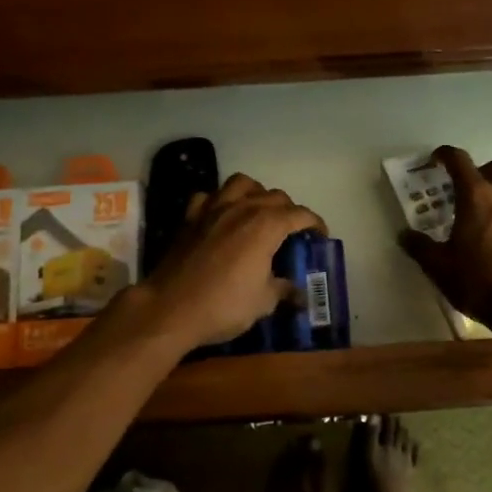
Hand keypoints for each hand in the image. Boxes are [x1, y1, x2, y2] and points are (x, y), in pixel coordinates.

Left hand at [135, 174, 325, 349]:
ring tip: (258, 212)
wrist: (170, 308)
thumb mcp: (263, 302)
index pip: (300, 214)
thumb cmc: (224, 305)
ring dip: (256, 193)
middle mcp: (243, 208)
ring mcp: (214, 208)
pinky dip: (220, 201)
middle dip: (289, 209)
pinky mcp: (190, 217)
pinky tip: (222, 216)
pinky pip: (209, 197)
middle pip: (274, 196)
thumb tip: (297, 292)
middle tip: (292, 231)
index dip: (315, 223)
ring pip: (242, 183)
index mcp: (267, 225)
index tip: (321, 236)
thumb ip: (283, 290)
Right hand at [398, 146, 491, 331]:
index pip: (459, 160)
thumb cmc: (480, 281)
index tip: (436, 159)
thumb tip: (404, 235)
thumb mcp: (439, 267)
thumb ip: (420, 247)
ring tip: (482, 217)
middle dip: (477, 173)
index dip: (445, 155)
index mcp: (476, 196)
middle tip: (463, 193)